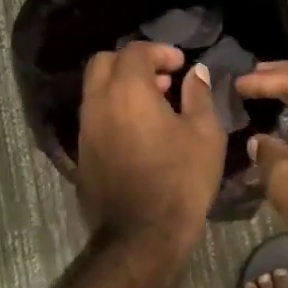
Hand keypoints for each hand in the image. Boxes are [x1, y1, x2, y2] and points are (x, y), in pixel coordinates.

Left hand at [75, 42, 226, 263]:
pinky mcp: (82, 154)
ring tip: (154, 106)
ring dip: (121, 86)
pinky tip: (139, 131)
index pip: (135, 52)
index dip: (159, 51)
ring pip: (95, 90)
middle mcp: (98, 103)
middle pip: (104, 62)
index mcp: (128, 91)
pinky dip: (113, 110)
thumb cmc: (181, 179)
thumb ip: (199, 95)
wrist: (143, 236)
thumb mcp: (205, 133)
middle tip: (162, 79)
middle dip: (132, 62)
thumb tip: (196, 72)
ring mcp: (85, 130)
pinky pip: (94, 116)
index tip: (181, 65)